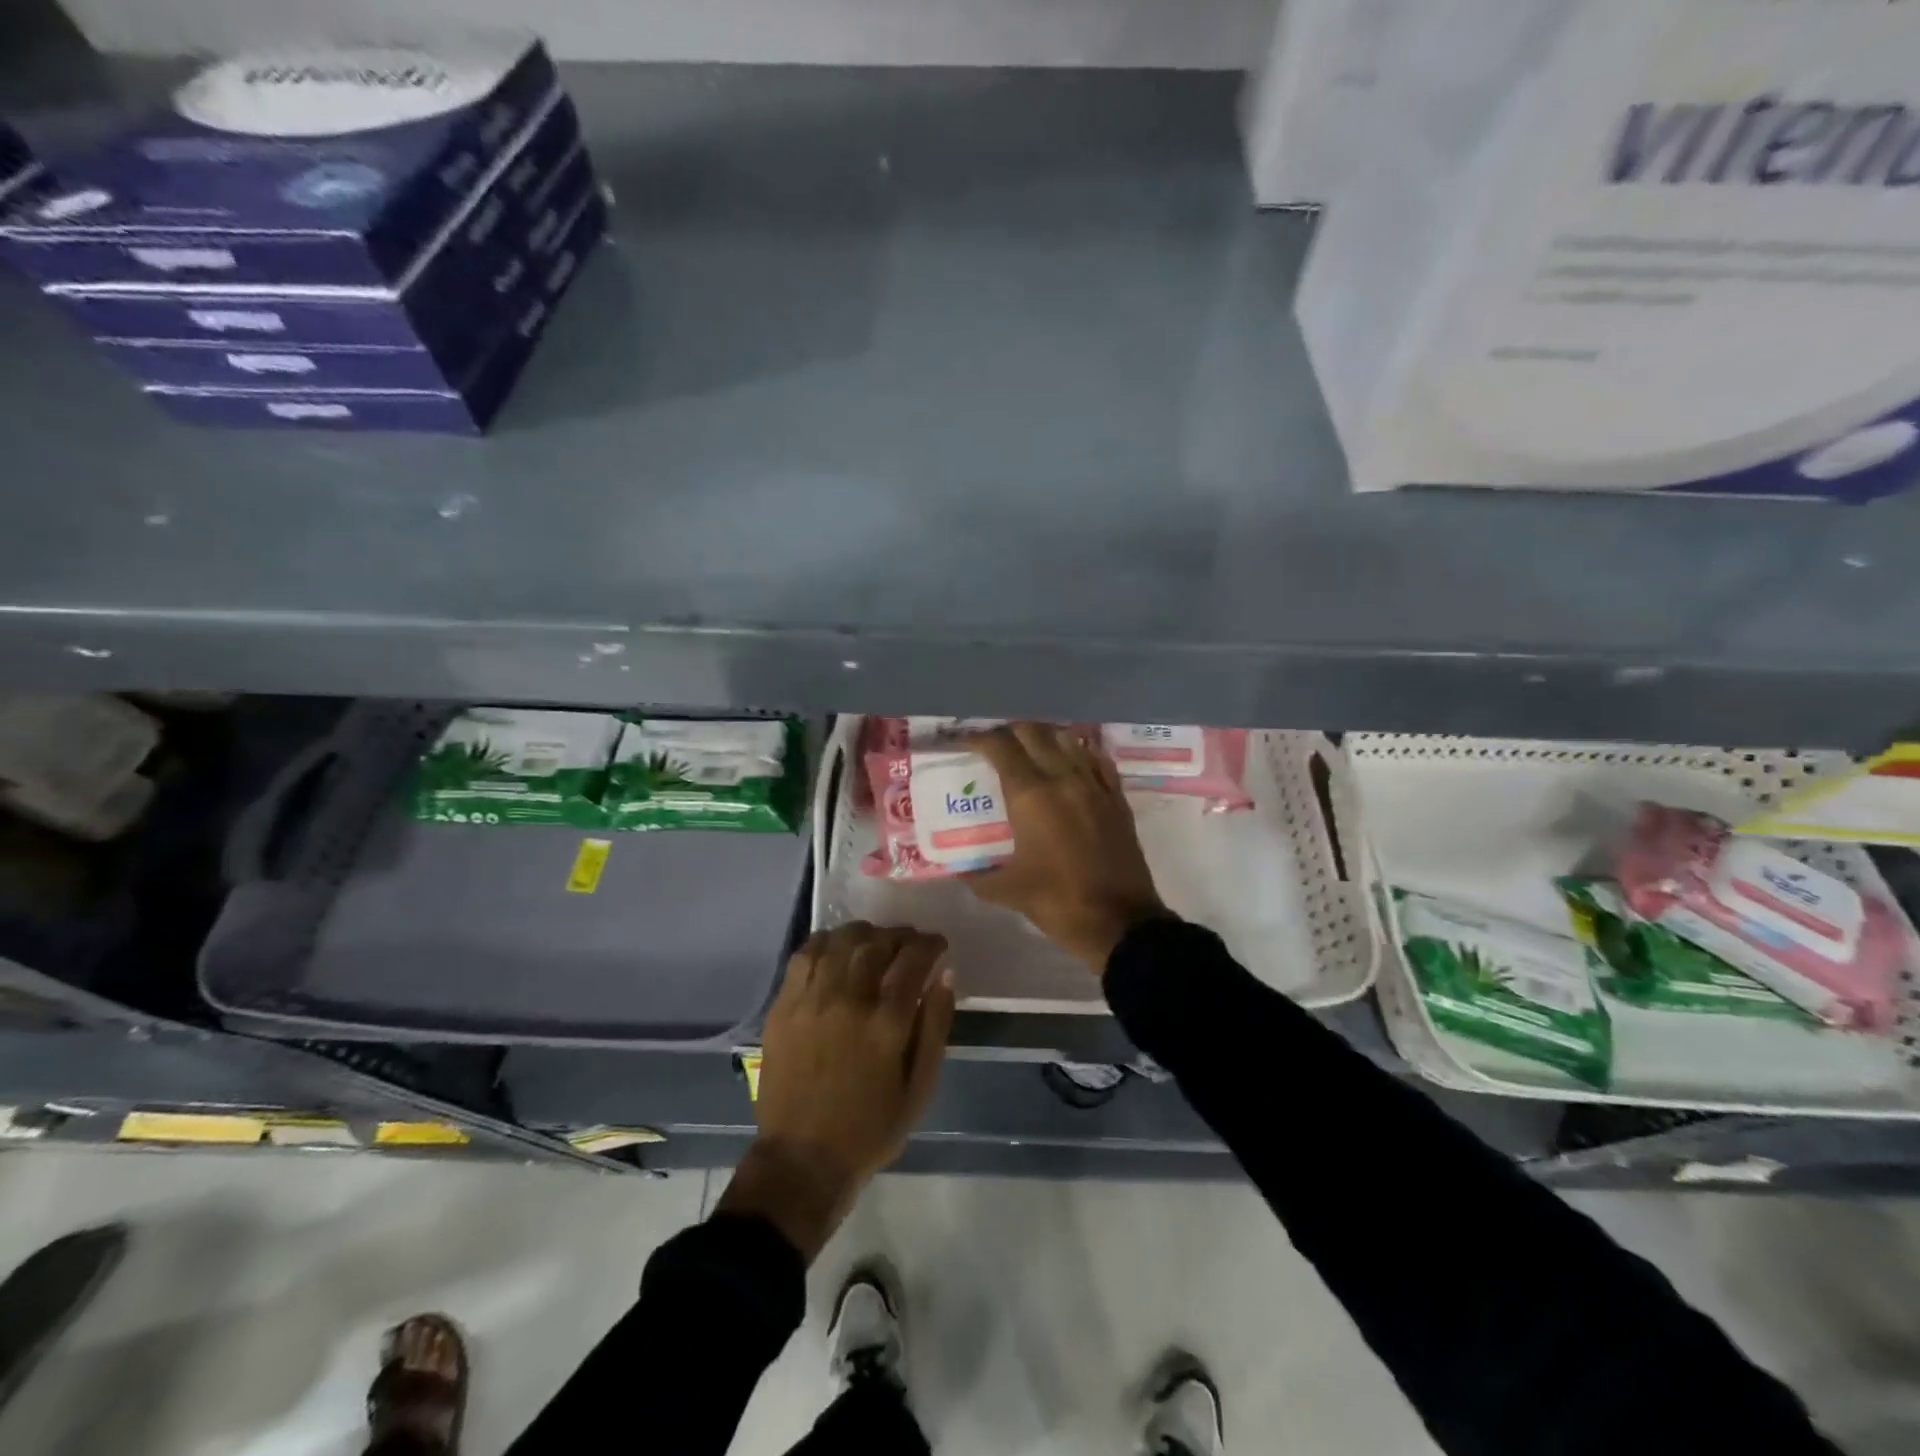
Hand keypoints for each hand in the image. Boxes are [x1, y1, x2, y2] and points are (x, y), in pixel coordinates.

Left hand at [717, 923, 955, 1260]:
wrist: (802, 1159)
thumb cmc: (870, 1128)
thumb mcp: (920, 1088)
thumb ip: (935, 1027)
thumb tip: (945, 976)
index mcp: (886, 1023)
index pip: (913, 960)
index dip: (930, 945)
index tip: (938, 945)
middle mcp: (848, 1000)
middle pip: (877, 944)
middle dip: (900, 935)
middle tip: (910, 942)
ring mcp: (811, 1000)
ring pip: (840, 942)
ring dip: (864, 934)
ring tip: (875, 941)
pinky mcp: (784, 1006)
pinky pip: (805, 956)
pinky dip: (825, 942)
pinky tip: (837, 948)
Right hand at [964, 724, 1169, 972]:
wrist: (1121, 922)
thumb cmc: (1058, 902)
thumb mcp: (1007, 891)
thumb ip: (978, 876)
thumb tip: (960, 870)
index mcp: (1031, 796)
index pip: (1001, 747)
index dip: (979, 739)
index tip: (966, 744)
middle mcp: (1063, 778)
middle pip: (1033, 732)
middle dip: (1009, 732)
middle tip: (995, 746)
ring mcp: (1095, 785)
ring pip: (1067, 738)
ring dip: (1044, 736)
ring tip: (1029, 749)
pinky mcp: (1116, 797)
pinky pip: (1096, 759)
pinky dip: (1078, 752)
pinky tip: (1069, 763)